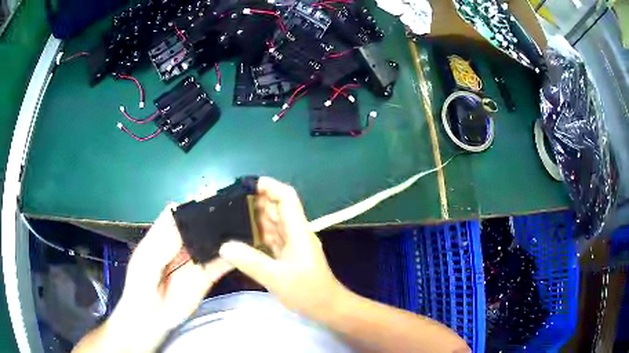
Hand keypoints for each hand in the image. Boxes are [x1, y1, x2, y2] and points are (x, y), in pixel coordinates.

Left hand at [90, 207, 232, 352]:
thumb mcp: (145, 263)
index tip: (210, 196)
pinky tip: (245, 251)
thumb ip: (161, 245)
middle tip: (233, 207)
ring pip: (211, 243)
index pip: (177, 213)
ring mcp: (194, 261)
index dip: (191, 204)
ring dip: (225, 235)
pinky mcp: (205, 277)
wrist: (151, 318)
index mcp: (162, 236)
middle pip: (197, 225)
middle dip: (213, 215)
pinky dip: (231, 258)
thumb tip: (182, 223)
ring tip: (244, 224)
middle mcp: (180, 245)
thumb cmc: (140, 287)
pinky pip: (220, 265)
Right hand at [219, 177, 346, 319]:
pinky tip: (241, 236)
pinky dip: (257, 234)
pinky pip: (271, 238)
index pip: (286, 198)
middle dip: (256, 200)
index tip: (247, 184)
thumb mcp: (277, 278)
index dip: (270, 186)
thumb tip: (224, 246)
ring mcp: (292, 244)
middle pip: (277, 208)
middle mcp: (295, 233)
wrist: (327, 307)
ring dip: (255, 217)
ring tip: (230, 215)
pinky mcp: (288, 255)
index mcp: (297, 231)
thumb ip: (250, 261)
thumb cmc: (308, 291)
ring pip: (273, 223)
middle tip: (230, 201)